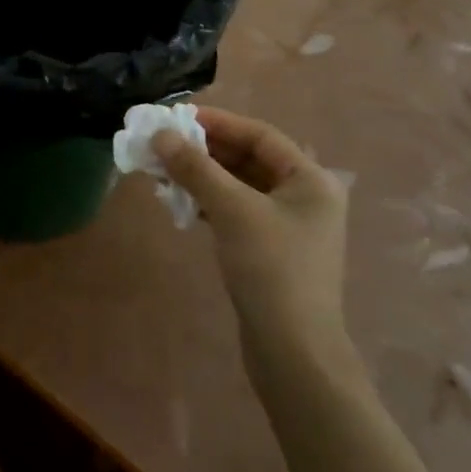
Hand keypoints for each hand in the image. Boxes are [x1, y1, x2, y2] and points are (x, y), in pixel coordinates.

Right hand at [152, 107, 353, 382]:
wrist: (294, 354)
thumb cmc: (271, 269)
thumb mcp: (231, 210)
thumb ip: (195, 168)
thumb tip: (160, 134)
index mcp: (310, 179)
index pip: (259, 135)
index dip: (217, 122)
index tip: (177, 117)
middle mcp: (305, 196)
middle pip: (248, 159)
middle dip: (204, 151)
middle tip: (163, 144)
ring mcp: (289, 226)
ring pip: (239, 186)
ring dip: (203, 176)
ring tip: (163, 171)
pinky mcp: (272, 251)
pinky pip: (237, 211)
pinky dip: (210, 202)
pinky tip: (180, 203)